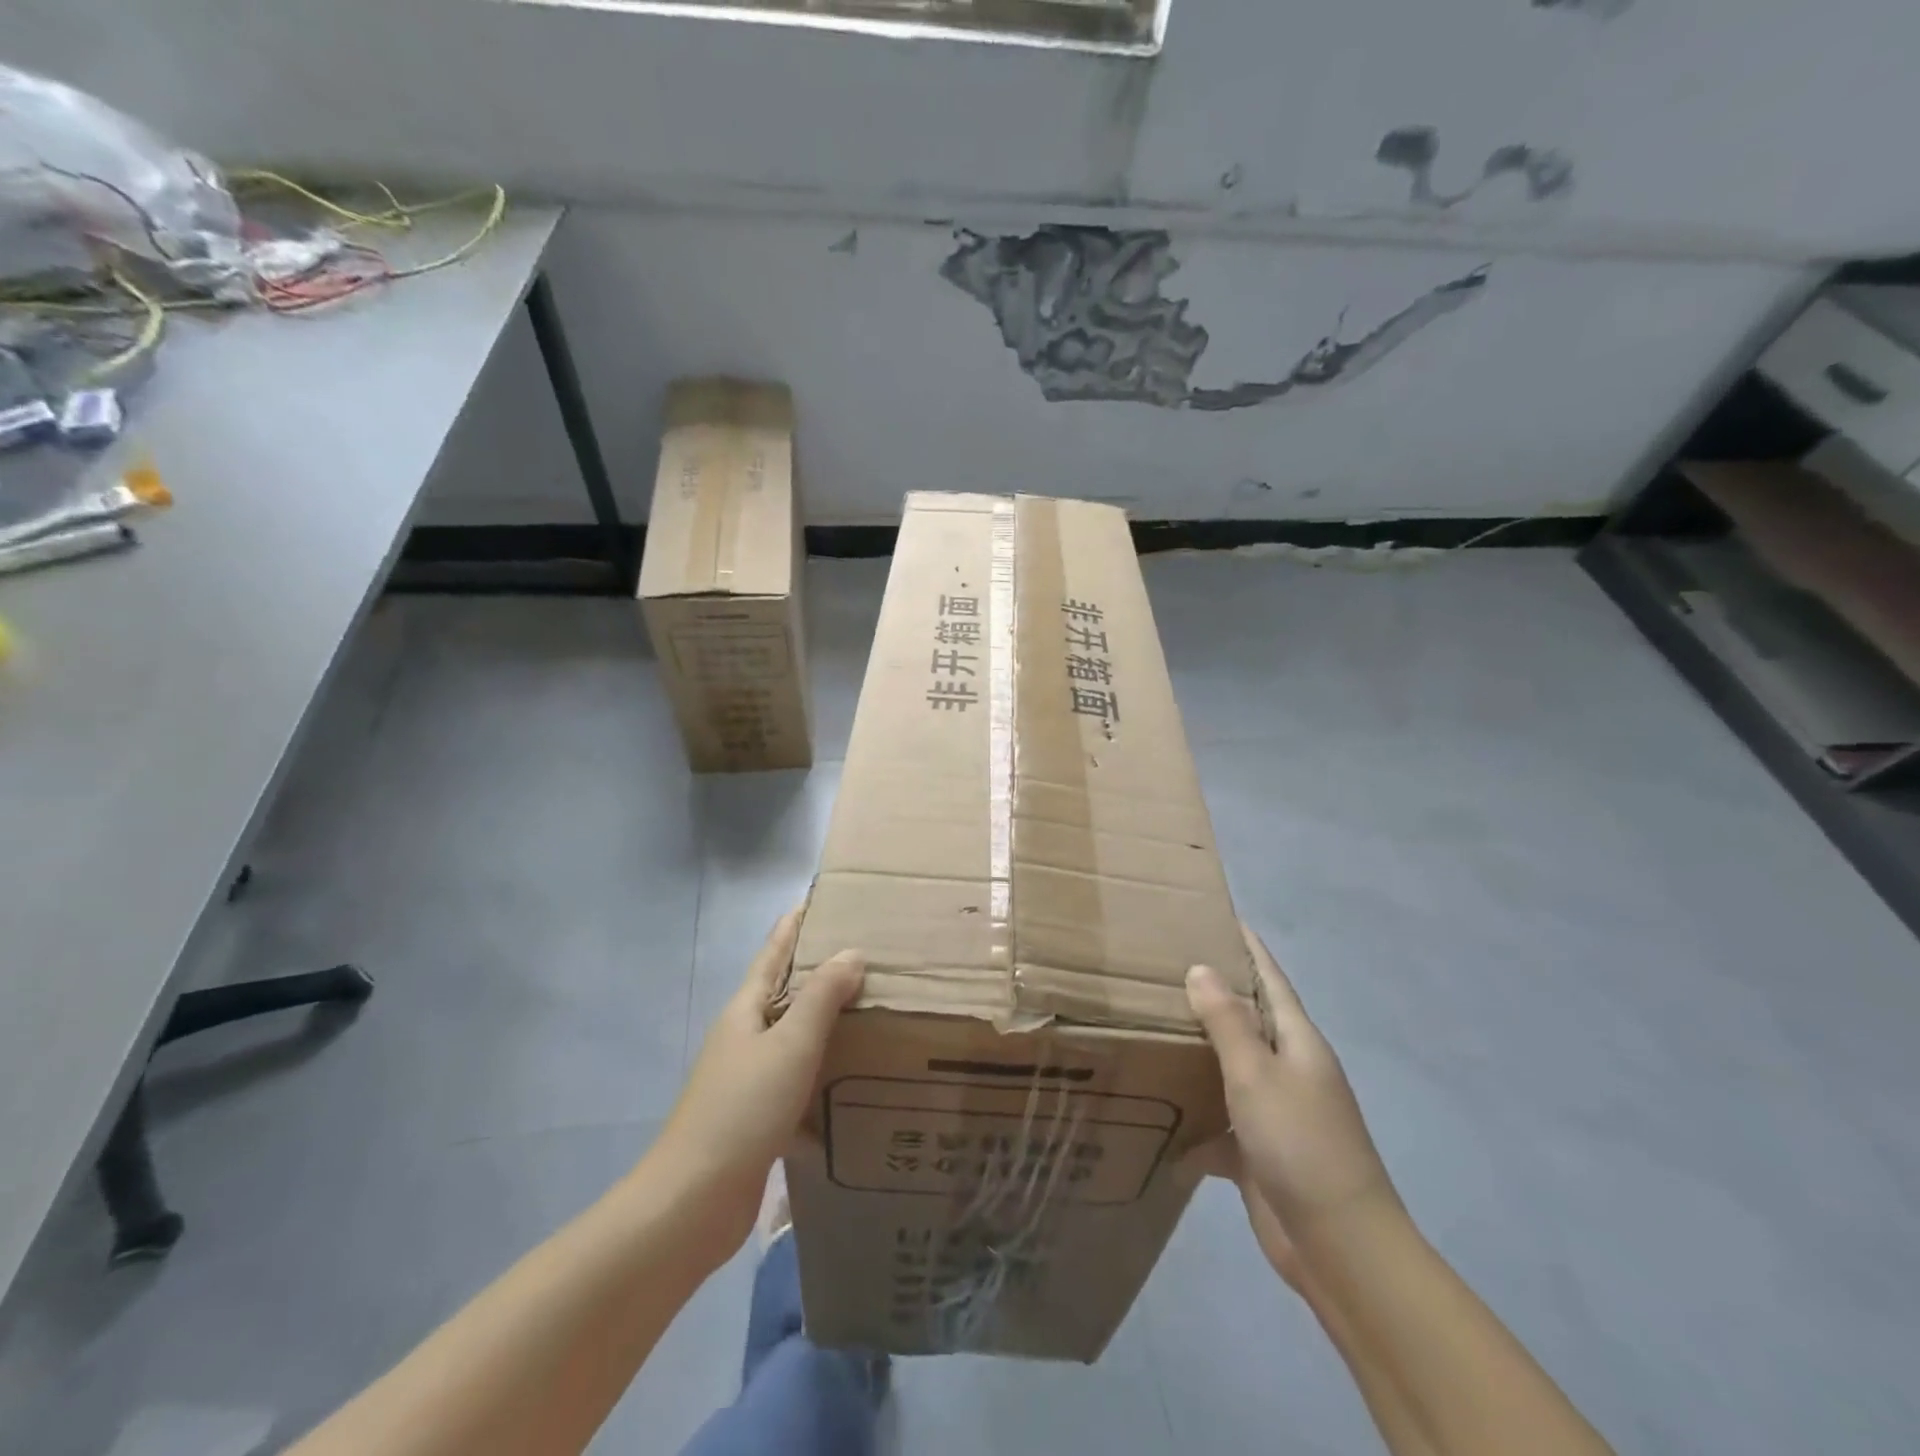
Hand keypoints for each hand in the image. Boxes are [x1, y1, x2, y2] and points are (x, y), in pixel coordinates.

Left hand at [652, 910, 863, 1253]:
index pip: (773, 953)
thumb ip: (822, 997)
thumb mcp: (790, 1044)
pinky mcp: (758, 1118)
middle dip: (819, 971)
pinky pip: (798, 1080)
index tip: (821, 900)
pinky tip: (854, 1081)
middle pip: (784, 992)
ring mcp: (748, 1079)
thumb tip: (851, 951)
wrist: (693, 1203)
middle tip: (867, 954)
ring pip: (794, 1037)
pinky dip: (823, 1072)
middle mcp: (744, 1037)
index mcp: (745, 1011)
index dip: (794, 925)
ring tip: (870, 1010)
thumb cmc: (742, 1110)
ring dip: (825, 1022)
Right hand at [1186, 923, 1397, 1242]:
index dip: (1248, 948)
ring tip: (1150, 1027)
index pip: (1270, 979)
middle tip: (1163, 967)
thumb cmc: (1300, 1144)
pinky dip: (1194, 1123)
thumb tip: (1202, 968)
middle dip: (1213, 994)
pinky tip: (1157, 1118)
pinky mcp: (1258, 1153)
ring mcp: (1275, 1112)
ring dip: (1198, 1054)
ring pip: (1230, 1070)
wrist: (1339, 1247)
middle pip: (1248, 1020)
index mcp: (1297, 1042)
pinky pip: (1219, 1124)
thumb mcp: (1256, 1074)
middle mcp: (1289, 1070)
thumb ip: (1227, 1022)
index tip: (1220, 916)